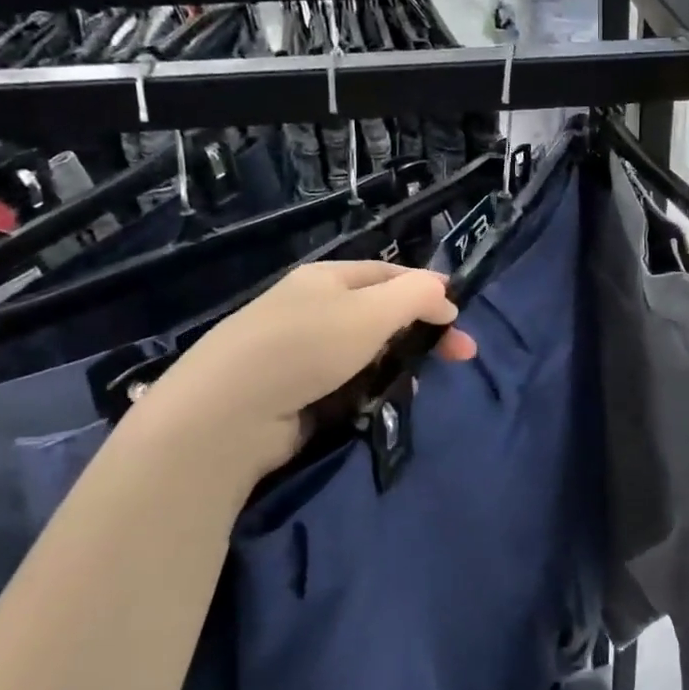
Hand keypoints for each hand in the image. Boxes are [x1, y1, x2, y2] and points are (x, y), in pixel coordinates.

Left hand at [121, 262, 475, 492]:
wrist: (227, 415)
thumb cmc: (305, 348)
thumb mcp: (371, 312)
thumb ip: (415, 295)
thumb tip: (443, 289)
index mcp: (328, 279)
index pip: (390, 274)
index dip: (428, 291)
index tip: (458, 319)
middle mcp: (314, 308)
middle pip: (383, 314)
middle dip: (423, 333)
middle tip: (461, 358)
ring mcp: (303, 351)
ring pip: (368, 352)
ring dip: (398, 365)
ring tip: (414, 385)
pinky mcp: (296, 391)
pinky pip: (347, 383)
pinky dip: (370, 390)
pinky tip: (380, 403)